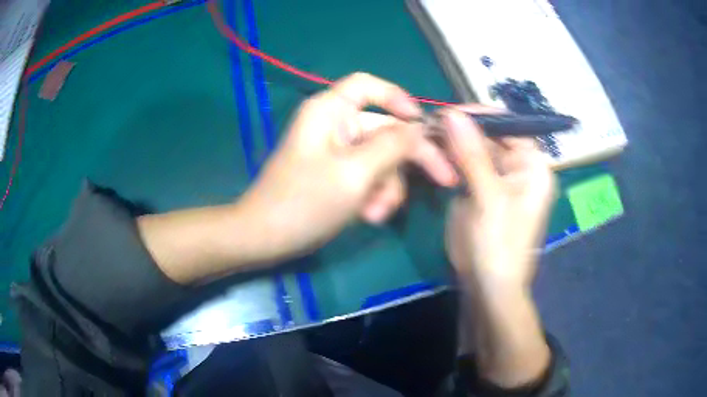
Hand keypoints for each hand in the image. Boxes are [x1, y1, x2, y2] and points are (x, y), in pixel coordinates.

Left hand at [238, 73, 456, 261]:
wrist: (265, 237)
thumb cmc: (305, 202)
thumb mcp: (355, 173)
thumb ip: (392, 146)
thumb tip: (419, 129)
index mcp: (330, 111)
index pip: (368, 86)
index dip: (398, 98)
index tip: (422, 123)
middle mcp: (334, 124)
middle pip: (385, 129)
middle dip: (406, 161)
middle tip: (443, 180)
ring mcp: (335, 151)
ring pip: (381, 158)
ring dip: (388, 186)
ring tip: (376, 214)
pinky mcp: (336, 174)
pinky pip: (368, 175)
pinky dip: (374, 194)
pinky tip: (368, 216)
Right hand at [443, 107, 555, 387]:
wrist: (487, 287)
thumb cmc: (498, 246)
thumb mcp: (489, 199)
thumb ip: (473, 155)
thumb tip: (453, 113)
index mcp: (533, 167)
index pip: (511, 126)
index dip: (483, 116)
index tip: (450, 111)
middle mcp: (519, 168)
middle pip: (491, 136)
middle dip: (463, 130)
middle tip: (431, 125)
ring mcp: (498, 179)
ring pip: (475, 149)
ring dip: (453, 143)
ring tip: (428, 138)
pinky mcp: (481, 190)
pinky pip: (466, 165)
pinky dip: (450, 159)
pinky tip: (433, 155)